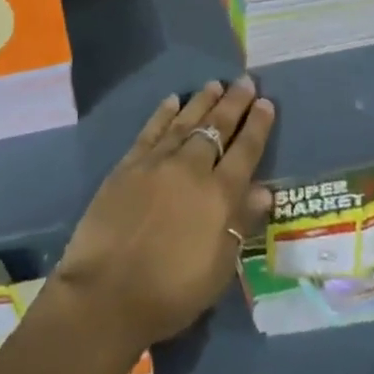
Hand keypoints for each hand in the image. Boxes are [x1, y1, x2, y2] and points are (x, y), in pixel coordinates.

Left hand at [51, 77, 274, 354]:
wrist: (107, 292)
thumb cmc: (170, 292)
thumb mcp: (218, 269)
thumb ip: (239, 224)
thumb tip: (263, 191)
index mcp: (218, 196)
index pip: (245, 152)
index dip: (257, 126)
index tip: (266, 102)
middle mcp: (191, 169)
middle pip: (217, 128)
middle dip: (234, 103)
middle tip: (245, 81)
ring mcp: (157, 162)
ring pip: (185, 121)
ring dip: (202, 101)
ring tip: (215, 83)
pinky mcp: (128, 164)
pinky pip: (151, 130)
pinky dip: (164, 113)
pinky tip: (172, 100)